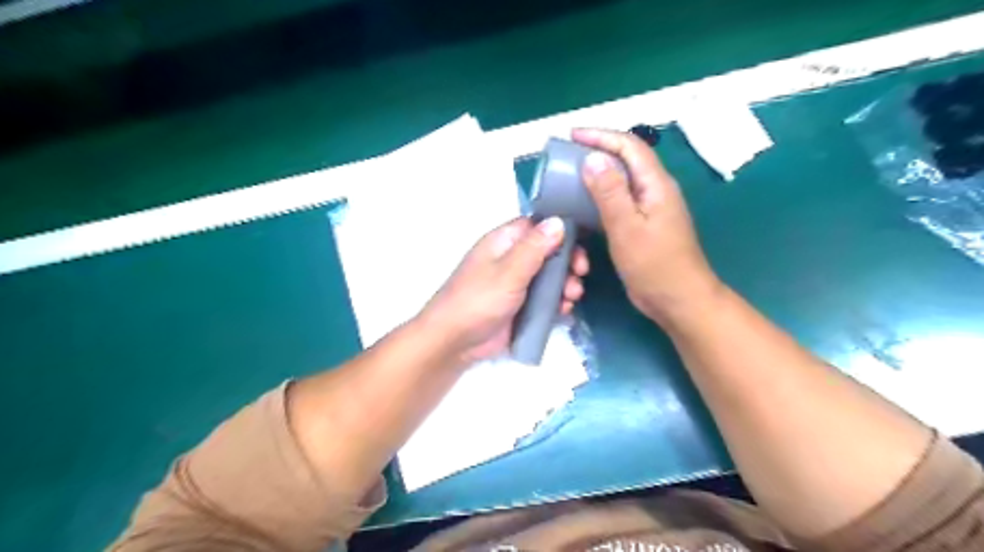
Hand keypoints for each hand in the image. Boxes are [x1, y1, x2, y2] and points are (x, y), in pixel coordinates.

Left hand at [416, 218, 587, 363]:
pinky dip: (557, 302)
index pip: (537, 226)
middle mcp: (512, 259)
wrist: (455, 342)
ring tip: (572, 297)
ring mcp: (517, 283)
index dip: (560, 231)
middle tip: (580, 273)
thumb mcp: (508, 272)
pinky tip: (564, 310)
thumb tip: (558, 220)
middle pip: (548, 252)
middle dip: (567, 262)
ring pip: (550, 276)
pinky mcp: (521, 305)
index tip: (579, 244)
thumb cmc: (478, 300)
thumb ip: (534, 247)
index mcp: (504, 242)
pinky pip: (545, 298)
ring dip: (565, 284)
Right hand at [569, 126, 720, 328]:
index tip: (572, 136)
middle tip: (567, 154)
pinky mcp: (643, 225)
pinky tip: (584, 204)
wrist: (679, 300)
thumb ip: (610, 193)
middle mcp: (655, 190)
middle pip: (627, 159)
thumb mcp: (627, 228)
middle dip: (598, 150)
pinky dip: (601, 196)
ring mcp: (650, 209)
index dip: (601, 136)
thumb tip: (593, 159)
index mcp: (656, 184)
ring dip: (599, 173)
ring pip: (622, 180)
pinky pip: (620, 201)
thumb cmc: (655, 265)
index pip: (629, 146)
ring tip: (571, 174)